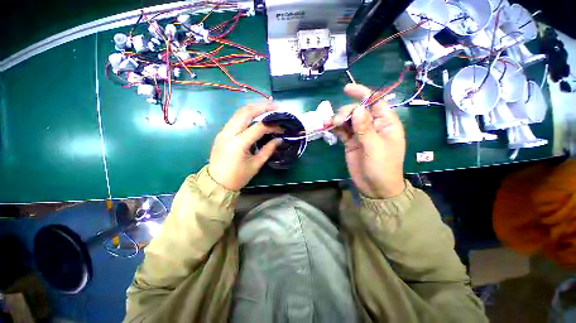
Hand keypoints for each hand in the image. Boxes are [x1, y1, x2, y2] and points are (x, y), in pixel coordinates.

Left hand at [208, 103, 282, 190]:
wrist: (216, 183)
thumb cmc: (238, 177)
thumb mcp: (256, 164)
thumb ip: (268, 149)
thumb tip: (280, 139)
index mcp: (238, 144)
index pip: (259, 127)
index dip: (273, 125)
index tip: (283, 126)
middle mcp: (229, 133)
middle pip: (246, 112)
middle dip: (262, 106)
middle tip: (276, 106)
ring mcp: (223, 131)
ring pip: (239, 112)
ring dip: (254, 108)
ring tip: (268, 108)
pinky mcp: (222, 133)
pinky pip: (235, 119)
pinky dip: (247, 115)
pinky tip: (256, 116)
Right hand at [333, 84, 405, 198]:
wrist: (375, 187)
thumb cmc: (382, 168)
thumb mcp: (375, 148)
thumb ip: (365, 128)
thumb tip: (358, 109)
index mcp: (385, 123)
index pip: (375, 102)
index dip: (363, 93)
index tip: (347, 89)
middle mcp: (373, 126)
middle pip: (358, 110)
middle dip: (346, 112)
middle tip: (337, 120)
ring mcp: (360, 134)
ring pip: (348, 120)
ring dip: (338, 119)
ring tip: (329, 124)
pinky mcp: (351, 142)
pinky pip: (342, 130)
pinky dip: (335, 128)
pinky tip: (328, 127)